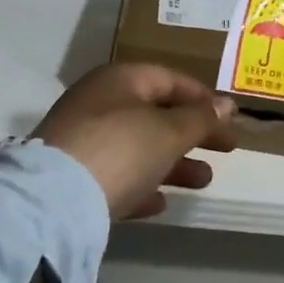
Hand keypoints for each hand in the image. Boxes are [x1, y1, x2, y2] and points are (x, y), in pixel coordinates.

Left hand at [34, 64, 237, 220]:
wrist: (53, 202)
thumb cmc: (121, 149)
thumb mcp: (170, 131)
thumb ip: (201, 118)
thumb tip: (227, 105)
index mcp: (119, 81)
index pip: (169, 79)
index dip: (203, 97)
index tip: (229, 118)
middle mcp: (98, 104)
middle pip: (155, 114)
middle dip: (192, 133)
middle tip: (226, 149)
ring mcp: (82, 141)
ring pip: (138, 147)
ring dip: (173, 163)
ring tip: (203, 181)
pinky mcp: (72, 179)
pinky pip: (116, 176)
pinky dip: (141, 185)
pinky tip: (161, 203)